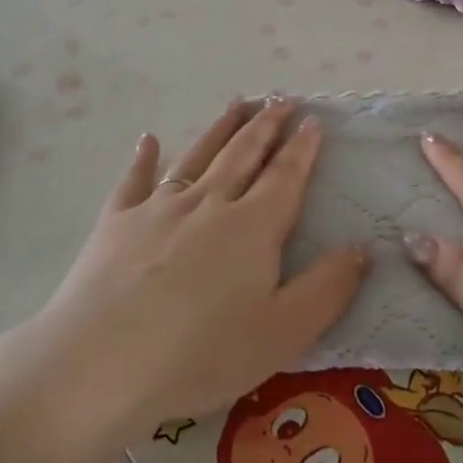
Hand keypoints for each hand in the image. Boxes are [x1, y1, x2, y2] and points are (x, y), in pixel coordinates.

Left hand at [33, 98, 366, 434]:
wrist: (101, 364)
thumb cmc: (201, 354)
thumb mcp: (283, 332)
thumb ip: (328, 288)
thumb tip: (361, 248)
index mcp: (252, 227)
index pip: (285, 177)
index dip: (302, 148)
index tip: (313, 119)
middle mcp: (209, 204)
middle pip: (243, 154)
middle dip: (266, 125)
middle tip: (281, 98)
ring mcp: (158, 209)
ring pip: (197, 156)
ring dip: (220, 128)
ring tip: (238, 102)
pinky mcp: (116, 224)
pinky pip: (134, 181)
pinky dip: (144, 158)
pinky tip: (149, 139)